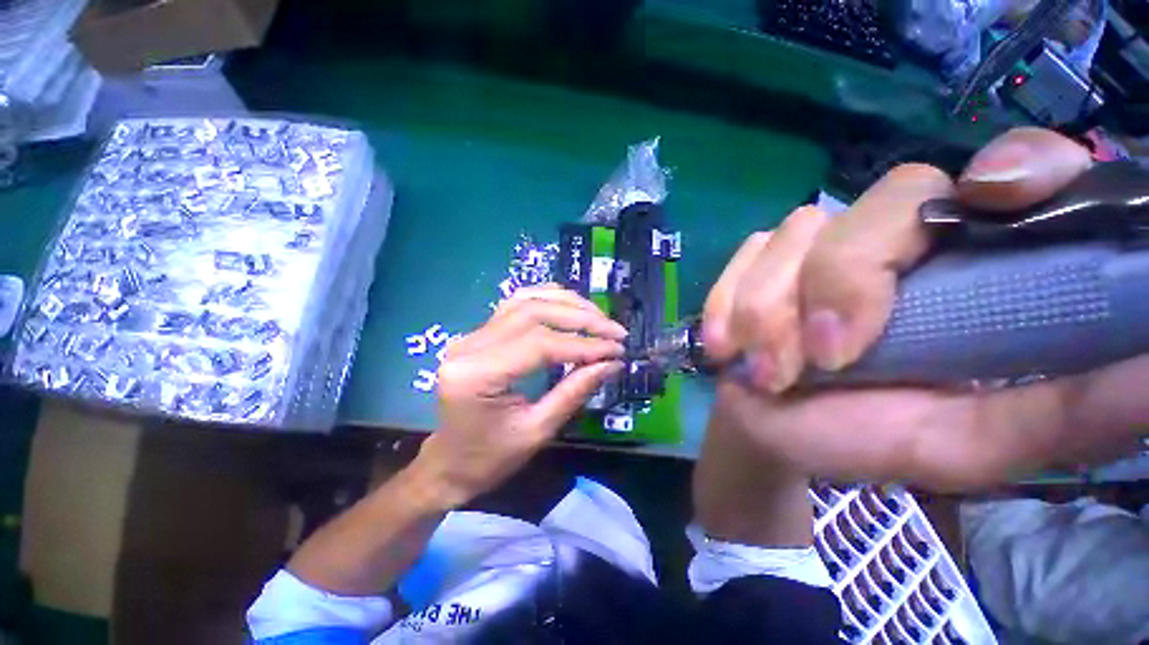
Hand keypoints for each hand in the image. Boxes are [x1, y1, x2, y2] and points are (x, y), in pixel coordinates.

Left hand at [414, 285, 625, 506]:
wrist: (450, 463)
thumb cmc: (490, 458)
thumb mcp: (538, 431)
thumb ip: (574, 391)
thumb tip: (611, 363)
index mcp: (477, 374)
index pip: (540, 344)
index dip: (583, 344)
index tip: (616, 350)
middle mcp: (469, 344)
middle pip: (533, 313)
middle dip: (581, 318)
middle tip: (615, 331)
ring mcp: (471, 335)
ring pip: (526, 301)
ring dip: (567, 304)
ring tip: (598, 317)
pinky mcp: (479, 334)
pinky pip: (516, 305)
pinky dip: (548, 300)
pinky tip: (570, 307)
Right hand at [704, 128, 1146, 489]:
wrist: (769, 429)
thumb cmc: (860, 439)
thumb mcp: (965, 443)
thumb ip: (1060, 415)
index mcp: (969, 267)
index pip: (1011, 172)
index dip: (1014, 167)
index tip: (993, 197)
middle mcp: (895, 238)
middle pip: (882, 203)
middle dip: (841, 282)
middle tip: (824, 358)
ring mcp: (813, 244)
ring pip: (794, 238)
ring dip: (771, 312)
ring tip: (768, 372)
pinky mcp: (754, 260)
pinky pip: (743, 259)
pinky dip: (729, 304)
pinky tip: (727, 346)